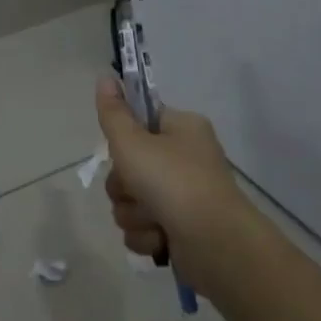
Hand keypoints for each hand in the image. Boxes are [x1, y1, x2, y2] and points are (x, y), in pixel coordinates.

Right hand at [95, 75, 246, 267]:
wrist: (215, 244)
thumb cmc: (172, 182)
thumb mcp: (132, 142)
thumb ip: (113, 113)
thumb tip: (104, 77)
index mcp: (182, 129)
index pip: (140, 121)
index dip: (125, 138)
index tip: (123, 150)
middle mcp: (185, 158)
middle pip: (129, 166)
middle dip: (124, 186)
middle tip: (137, 188)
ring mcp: (184, 196)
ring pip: (131, 200)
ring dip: (133, 213)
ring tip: (153, 219)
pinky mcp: (180, 229)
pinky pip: (143, 227)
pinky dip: (146, 235)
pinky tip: (160, 239)